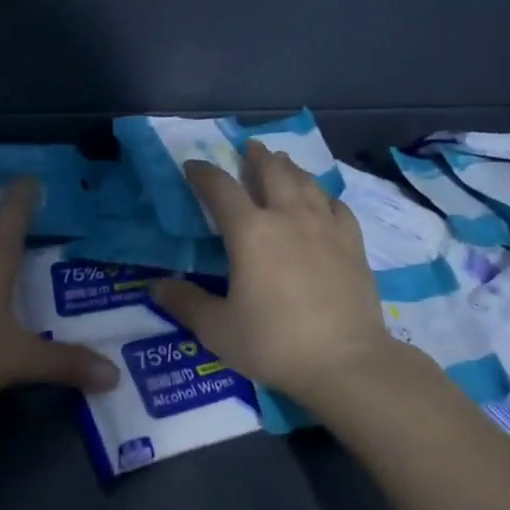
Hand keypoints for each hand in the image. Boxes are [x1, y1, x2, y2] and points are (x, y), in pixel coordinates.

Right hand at [151, 142, 418, 404]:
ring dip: (290, 168)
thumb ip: (186, 303)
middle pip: (272, 171)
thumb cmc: (274, 343)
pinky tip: (322, 201)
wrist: (345, 361)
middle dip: (256, 157)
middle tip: (249, 148)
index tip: (193, 166)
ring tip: (282, 162)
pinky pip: (337, 205)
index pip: (220, 188)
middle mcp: (288, 216)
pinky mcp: (353, 243)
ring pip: (306, 182)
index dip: (204, 173)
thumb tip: (156, 287)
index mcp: (250, 231)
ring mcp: (325, 226)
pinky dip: (323, 196)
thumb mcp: (218, 329)